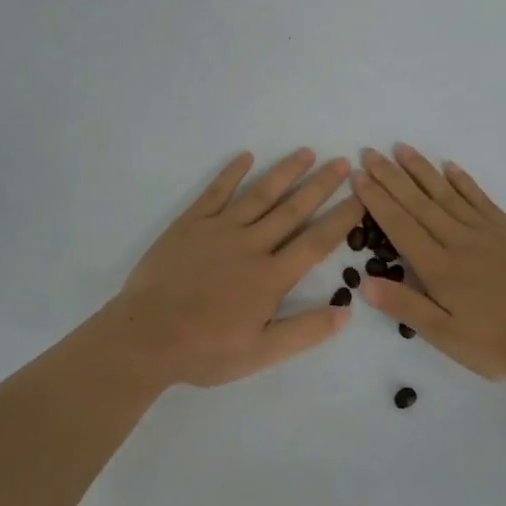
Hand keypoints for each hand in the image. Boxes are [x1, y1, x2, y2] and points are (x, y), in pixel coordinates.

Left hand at [104, 149, 362, 388]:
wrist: (144, 339)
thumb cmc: (204, 350)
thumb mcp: (260, 353)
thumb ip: (304, 331)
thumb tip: (347, 311)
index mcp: (271, 277)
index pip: (316, 241)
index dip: (342, 218)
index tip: (361, 197)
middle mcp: (251, 245)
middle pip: (293, 209)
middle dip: (320, 185)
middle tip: (342, 162)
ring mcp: (219, 230)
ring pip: (259, 194)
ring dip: (285, 172)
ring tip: (306, 152)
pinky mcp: (190, 225)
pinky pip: (215, 193)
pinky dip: (231, 173)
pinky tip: (246, 156)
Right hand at [353, 146, 505, 382]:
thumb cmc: (498, 342)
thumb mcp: (446, 336)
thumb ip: (406, 307)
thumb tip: (364, 283)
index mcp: (439, 268)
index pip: (400, 225)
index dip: (377, 200)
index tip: (358, 177)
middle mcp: (458, 241)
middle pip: (418, 203)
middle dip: (391, 176)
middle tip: (369, 152)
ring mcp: (485, 232)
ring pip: (446, 194)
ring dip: (422, 170)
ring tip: (402, 149)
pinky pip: (480, 199)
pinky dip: (463, 181)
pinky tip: (450, 167)